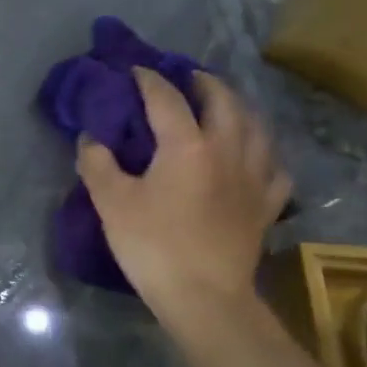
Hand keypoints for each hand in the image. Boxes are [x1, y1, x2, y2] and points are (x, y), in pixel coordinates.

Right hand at [77, 69, 290, 314]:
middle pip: (224, 102)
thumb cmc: (153, 246)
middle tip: (188, 78)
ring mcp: (254, 177)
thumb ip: (97, 163)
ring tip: (225, 106)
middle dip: (205, 83)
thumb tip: (91, 138)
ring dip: (239, 108)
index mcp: (187, 146)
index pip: (167, 99)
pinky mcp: (266, 204)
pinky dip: (264, 152)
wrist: (204, 297)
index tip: (134, 70)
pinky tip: (256, 156)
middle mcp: (227, 150)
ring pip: (256, 127)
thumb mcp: (111, 203)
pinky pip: (274, 167)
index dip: (149, 80)